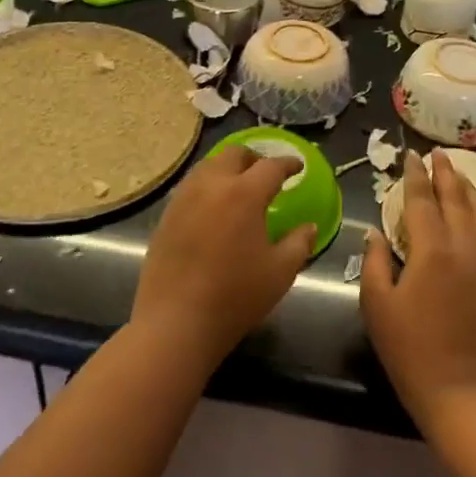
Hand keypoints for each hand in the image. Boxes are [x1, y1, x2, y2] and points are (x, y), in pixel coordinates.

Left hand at [131, 146, 315, 367]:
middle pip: (234, 155)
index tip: (298, 167)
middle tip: (267, 174)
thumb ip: (299, 243)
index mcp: (243, 193)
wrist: (176, 321)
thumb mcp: (279, 272)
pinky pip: (191, 186)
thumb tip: (309, 227)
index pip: (270, 166)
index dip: (288, 164)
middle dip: (254, 159)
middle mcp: (211, 185)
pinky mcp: (166, 214)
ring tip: (239, 187)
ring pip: (208, 166)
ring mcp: (183, 197)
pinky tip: (214, 208)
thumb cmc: (235, 296)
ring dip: (228, 169)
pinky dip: (207, 186)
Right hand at [360, 150, 475, 433]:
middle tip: (437, 154)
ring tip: (458, 173)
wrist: (460, 391)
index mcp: (431, 250)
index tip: (411, 156)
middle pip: (456, 199)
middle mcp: (463, 247)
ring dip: (468, 189)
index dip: (415, 176)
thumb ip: (375, 262)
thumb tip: (375, 233)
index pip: (422, 200)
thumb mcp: (377, 305)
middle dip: (446, 174)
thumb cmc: (409, 349)